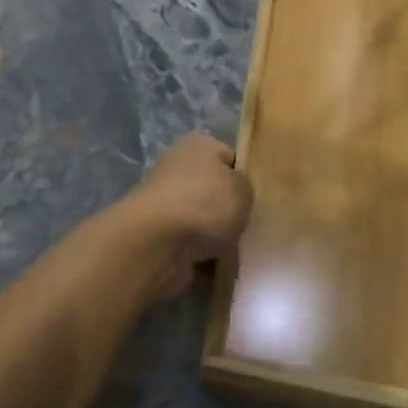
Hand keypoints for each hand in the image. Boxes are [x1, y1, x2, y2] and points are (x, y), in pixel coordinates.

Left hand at [124, 135, 252, 293]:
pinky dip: (197, 252)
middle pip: (210, 187)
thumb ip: (243, 187)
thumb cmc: (206, 204)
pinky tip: (212, 263)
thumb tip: (233, 192)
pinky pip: (185, 240)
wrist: (158, 242)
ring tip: (230, 248)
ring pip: (198, 215)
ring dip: (211, 232)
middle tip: (244, 224)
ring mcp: (161, 198)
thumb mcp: (243, 189)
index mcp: (197, 145)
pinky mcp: (153, 229)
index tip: (254, 198)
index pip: (228, 156)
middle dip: (225, 207)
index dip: (242, 176)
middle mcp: (175, 165)